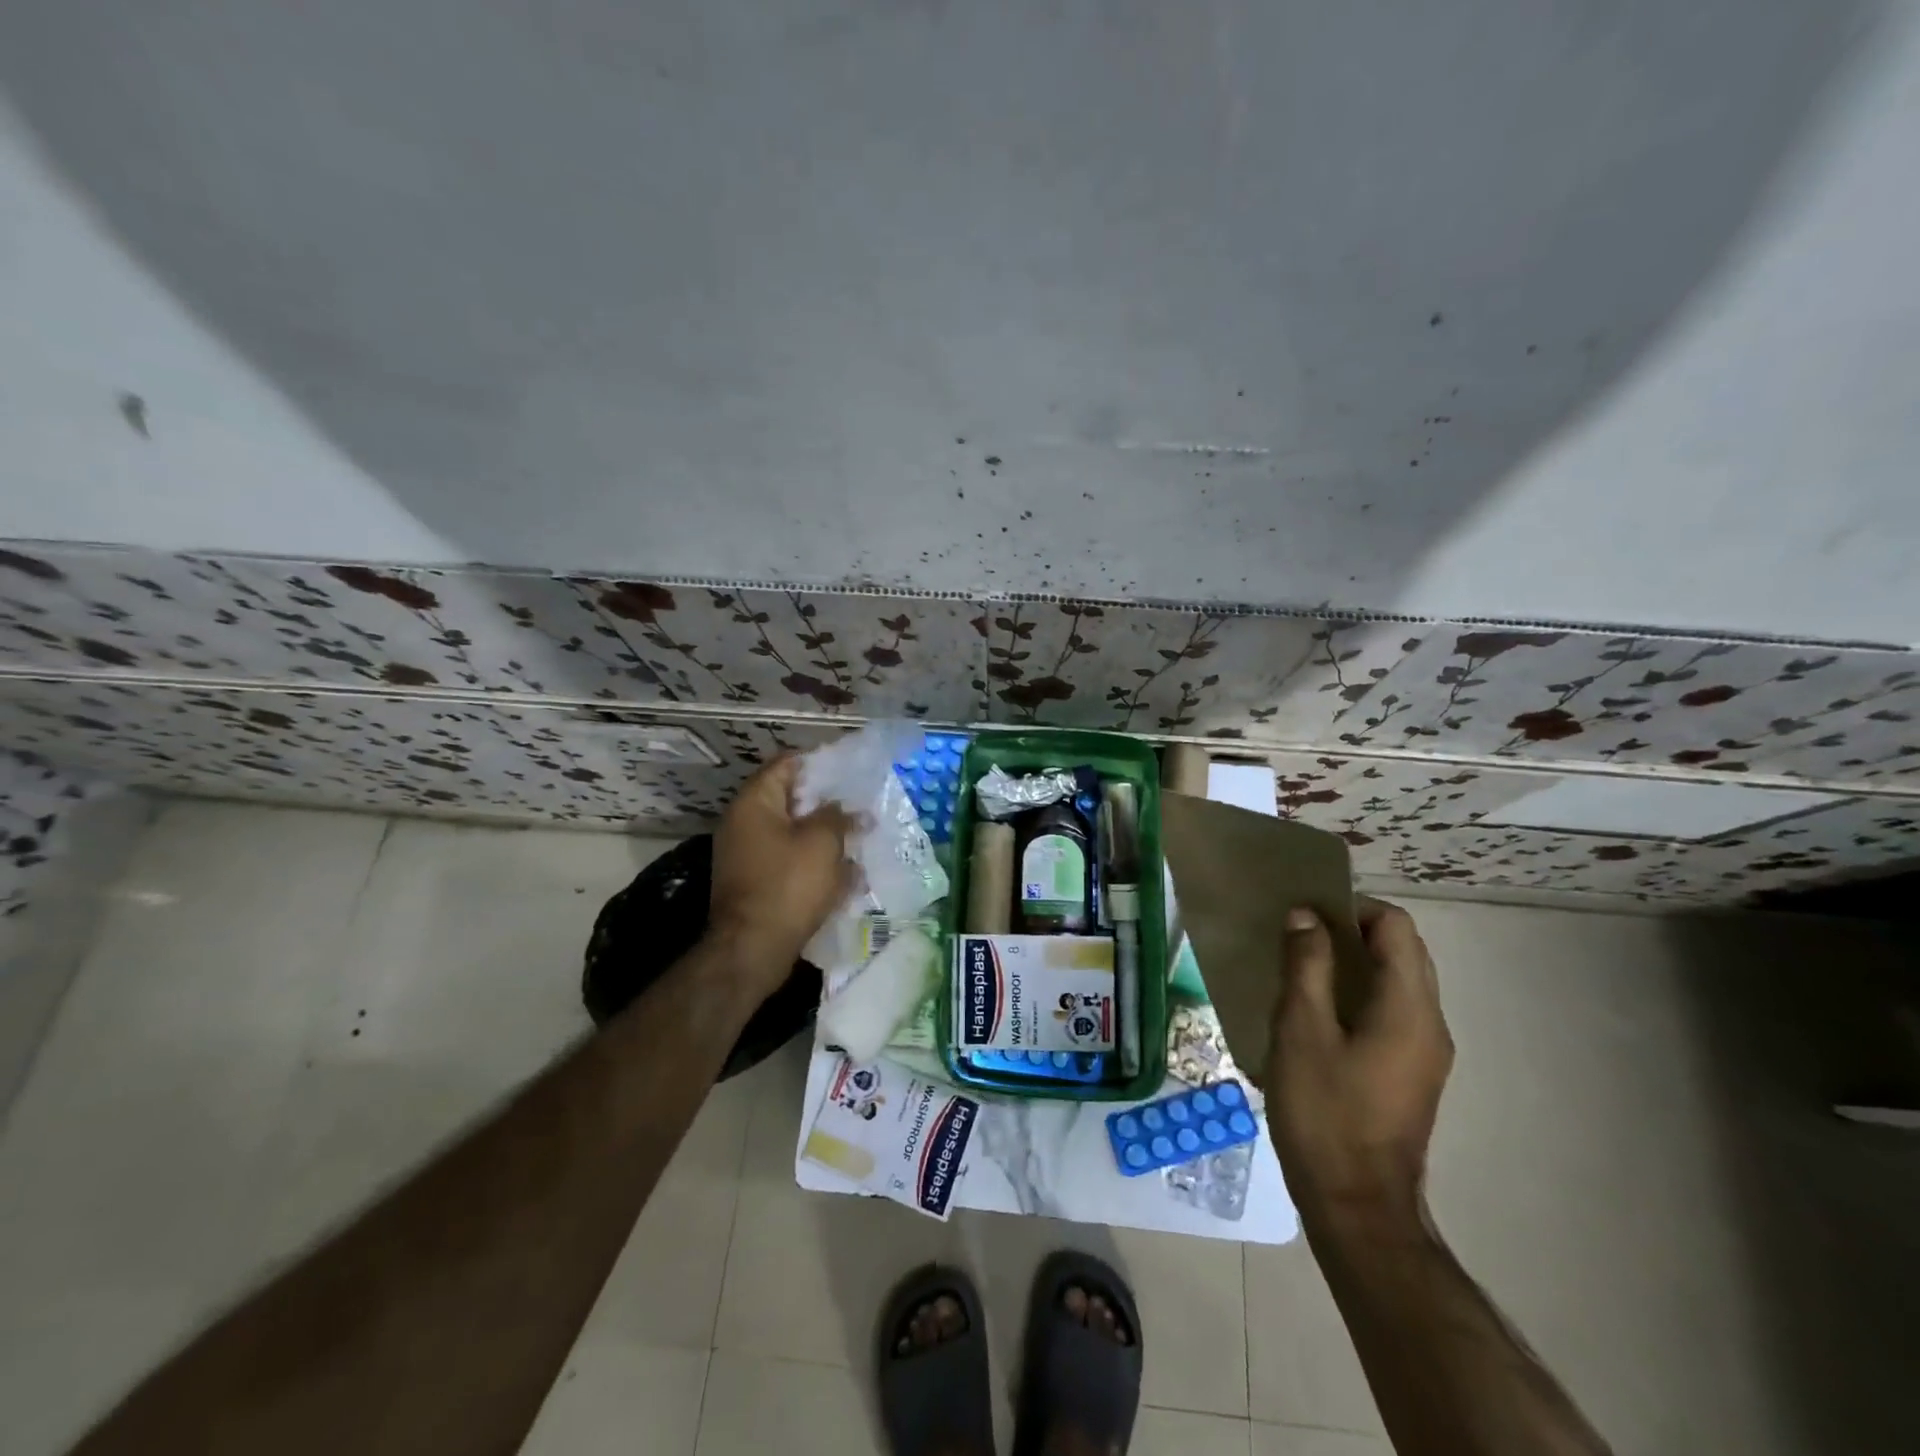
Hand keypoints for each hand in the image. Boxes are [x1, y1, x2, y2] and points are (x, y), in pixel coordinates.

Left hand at [709, 755, 856, 994]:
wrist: (753, 949)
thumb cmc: (788, 885)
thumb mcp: (822, 843)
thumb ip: (838, 817)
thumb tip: (850, 811)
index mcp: (754, 803)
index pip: (787, 764)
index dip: (819, 763)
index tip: (850, 770)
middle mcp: (744, 823)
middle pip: (790, 800)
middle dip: (827, 804)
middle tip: (860, 806)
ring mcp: (747, 855)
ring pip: (793, 834)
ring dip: (824, 837)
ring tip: (859, 840)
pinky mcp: (756, 882)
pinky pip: (789, 862)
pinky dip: (814, 864)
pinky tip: (845, 875)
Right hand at [1265, 897, 1452, 1238]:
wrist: (1356, 1204)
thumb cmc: (1324, 1111)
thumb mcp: (1301, 1030)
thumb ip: (1306, 965)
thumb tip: (1306, 915)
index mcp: (1408, 1007)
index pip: (1395, 926)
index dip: (1351, 907)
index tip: (1305, 912)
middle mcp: (1429, 1022)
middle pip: (1403, 950)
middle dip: (1353, 929)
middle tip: (1300, 932)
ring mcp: (1425, 1051)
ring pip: (1399, 980)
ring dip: (1356, 960)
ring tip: (1302, 964)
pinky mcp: (1412, 1073)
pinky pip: (1392, 1009)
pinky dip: (1360, 990)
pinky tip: (1318, 1008)